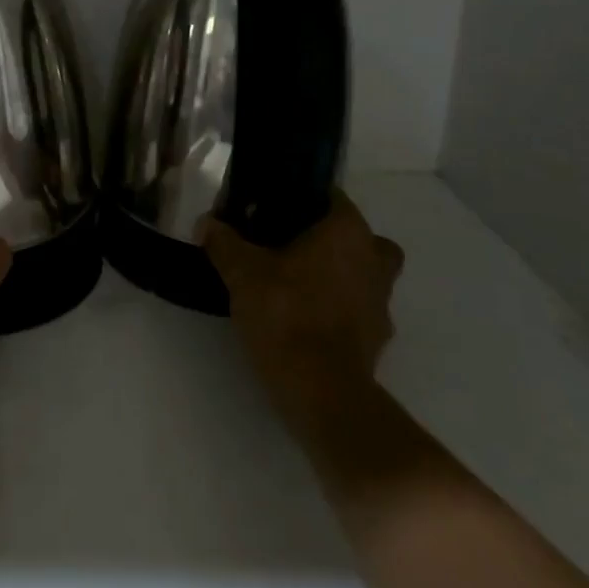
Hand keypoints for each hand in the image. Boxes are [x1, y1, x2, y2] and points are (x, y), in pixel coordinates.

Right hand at [200, 190, 404, 446]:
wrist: (322, 391)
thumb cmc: (287, 314)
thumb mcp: (241, 271)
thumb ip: (223, 242)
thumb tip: (206, 223)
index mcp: (348, 232)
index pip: (330, 196)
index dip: (300, 197)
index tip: (270, 207)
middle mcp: (375, 259)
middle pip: (353, 235)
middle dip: (324, 238)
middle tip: (286, 244)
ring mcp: (382, 301)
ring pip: (360, 272)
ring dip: (334, 274)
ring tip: (291, 282)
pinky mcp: (377, 337)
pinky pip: (356, 307)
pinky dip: (335, 308)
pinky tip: (301, 316)